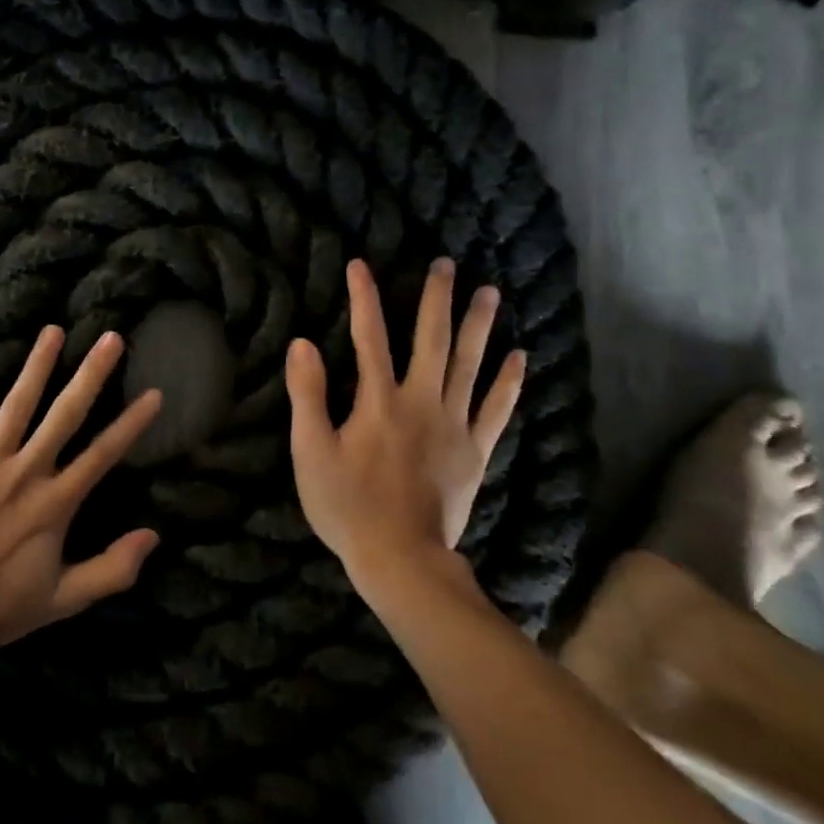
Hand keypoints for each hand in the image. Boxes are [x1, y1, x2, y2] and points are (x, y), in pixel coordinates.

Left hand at [0, 326, 163, 655]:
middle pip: (65, 414)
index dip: (131, 423)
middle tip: (111, 338)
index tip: (154, 393)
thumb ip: (112, 570)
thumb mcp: (64, 599)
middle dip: (91, 373)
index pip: (103, 454)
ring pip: (16, 404)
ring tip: (52, 330)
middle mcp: (25, 472)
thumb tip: (155, 537)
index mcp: (56, 502)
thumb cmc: (0, 606)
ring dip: (36, 365)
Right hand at [285, 258, 524, 595]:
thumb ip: (307, 396)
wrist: (401, 558)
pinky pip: (496, 410)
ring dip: (478, 326)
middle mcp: (420, 402)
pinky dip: (509, 382)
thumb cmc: (347, 506)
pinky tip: (520, 357)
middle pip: (431, 340)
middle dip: (436, 299)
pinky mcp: (474, 452)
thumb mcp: (311, 452)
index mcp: (378, 401)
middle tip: (446, 264)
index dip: (364, 298)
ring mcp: (453, 426)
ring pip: (469, 365)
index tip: (360, 265)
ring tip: (489, 293)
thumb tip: (303, 343)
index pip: (369, 337)